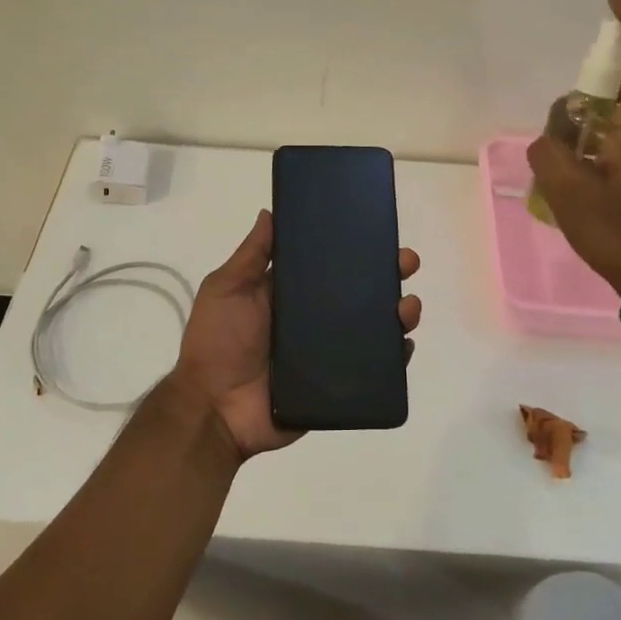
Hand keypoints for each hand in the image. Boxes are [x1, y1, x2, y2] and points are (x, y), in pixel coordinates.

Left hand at [170, 209, 422, 459]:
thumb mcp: (227, 288)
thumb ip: (251, 255)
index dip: (356, 249)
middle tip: (406, 262)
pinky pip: (374, 370)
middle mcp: (315, 320)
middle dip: (388, 274)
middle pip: (361, 293)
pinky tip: (405, 345)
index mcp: (291, 294)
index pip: (332, 265)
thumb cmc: (217, 342)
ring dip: (398, 313)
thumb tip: (270, 211)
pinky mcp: (337, 384)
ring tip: (407, 307)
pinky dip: (394, 358)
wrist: (213, 408)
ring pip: (374, 329)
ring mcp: (329, 352)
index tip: (379, 232)